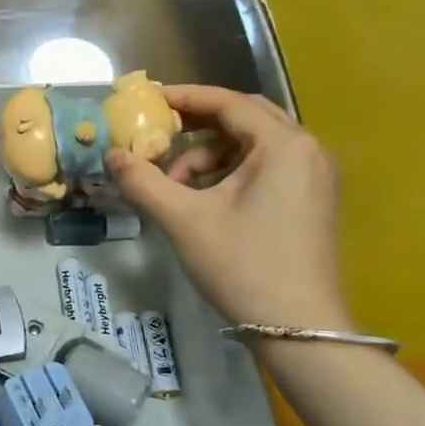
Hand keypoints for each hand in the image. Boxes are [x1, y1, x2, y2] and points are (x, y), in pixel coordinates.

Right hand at [105, 85, 351, 331]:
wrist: (298, 328)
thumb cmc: (242, 265)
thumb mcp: (183, 220)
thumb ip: (143, 181)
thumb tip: (111, 155)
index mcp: (284, 145)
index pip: (229, 102)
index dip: (185, 97)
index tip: (148, 100)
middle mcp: (307, 151)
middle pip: (244, 119)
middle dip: (197, 126)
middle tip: (157, 136)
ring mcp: (313, 177)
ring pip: (252, 147)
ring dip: (209, 156)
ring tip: (175, 188)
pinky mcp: (310, 201)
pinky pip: (264, 168)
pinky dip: (228, 175)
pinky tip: (202, 203)